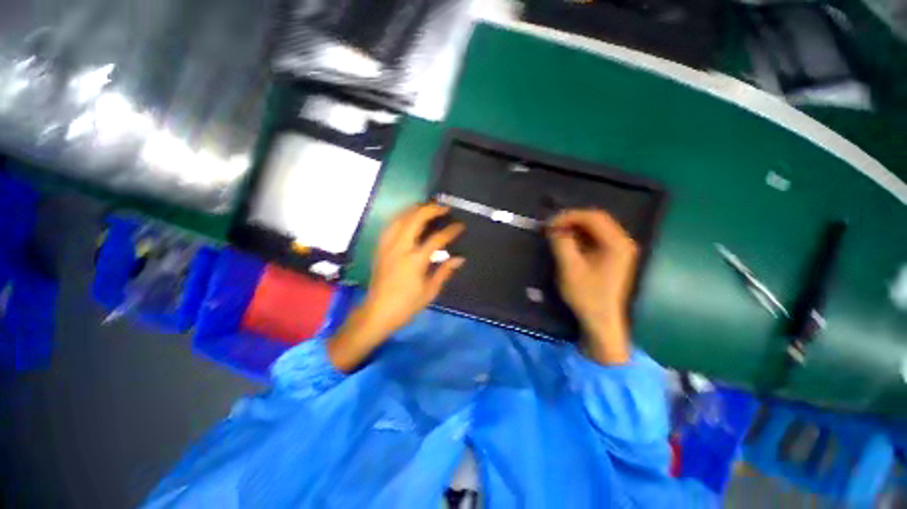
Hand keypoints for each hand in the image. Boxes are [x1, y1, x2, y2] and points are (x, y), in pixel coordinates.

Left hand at [328, 204, 464, 370]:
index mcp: (415, 261)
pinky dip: (401, 217)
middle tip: (444, 208)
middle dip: (431, 209)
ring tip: (428, 207)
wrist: (378, 312)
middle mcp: (400, 248)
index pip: (436, 239)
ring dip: (415, 209)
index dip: (450, 231)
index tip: (460, 226)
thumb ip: (444, 271)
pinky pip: (390, 225)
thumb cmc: (406, 305)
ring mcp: (388, 246)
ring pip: (400, 218)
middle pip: (415, 219)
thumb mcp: (430, 291)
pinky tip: (408, 217)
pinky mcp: (380, 248)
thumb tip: (459, 258)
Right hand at [547, 210, 637, 364]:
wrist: (601, 321)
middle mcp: (622, 242)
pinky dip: (579, 237)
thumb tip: (553, 227)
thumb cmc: (586, 296)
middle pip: (596, 219)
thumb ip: (561, 243)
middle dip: (572, 220)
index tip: (549, 223)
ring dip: (575, 227)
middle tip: (551, 227)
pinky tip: (567, 242)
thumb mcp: (569, 268)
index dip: (569, 216)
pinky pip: (595, 238)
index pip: (593, 217)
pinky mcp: (613, 257)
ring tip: (556, 233)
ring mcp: (619, 249)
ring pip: (595, 228)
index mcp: (617, 244)